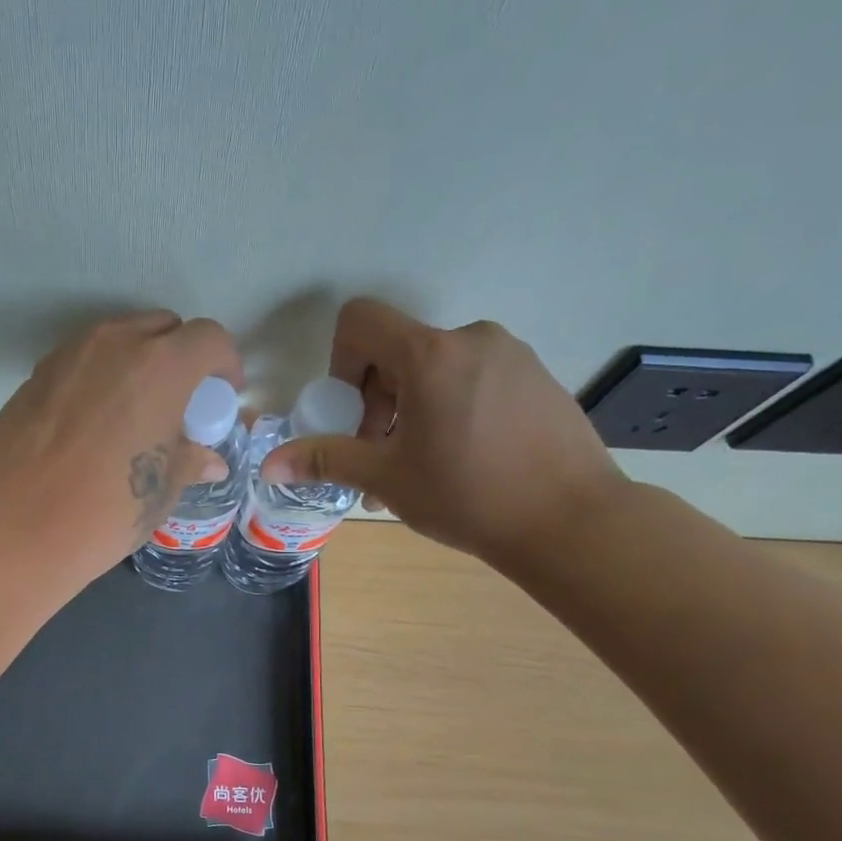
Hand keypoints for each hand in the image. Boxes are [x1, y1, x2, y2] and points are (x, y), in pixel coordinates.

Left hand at [0, 310, 244, 578]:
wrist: (16, 528)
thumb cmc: (105, 511)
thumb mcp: (161, 491)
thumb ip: (190, 461)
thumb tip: (209, 460)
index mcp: (161, 366)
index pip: (209, 338)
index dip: (225, 364)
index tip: (222, 395)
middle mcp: (115, 344)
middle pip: (163, 327)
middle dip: (182, 355)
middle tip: (180, 400)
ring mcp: (69, 355)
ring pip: (118, 338)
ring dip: (138, 361)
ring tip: (135, 410)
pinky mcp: (36, 375)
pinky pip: (82, 360)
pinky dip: (99, 376)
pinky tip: (93, 422)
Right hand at [263, 299, 625, 567]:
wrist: (572, 521)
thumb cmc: (468, 495)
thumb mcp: (386, 478)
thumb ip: (325, 459)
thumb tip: (269, 463)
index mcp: (430, 354)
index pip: (361, 319)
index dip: (341, 361)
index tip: (352, 414)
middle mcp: (471, 339)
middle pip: (397, 350)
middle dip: (375, 400)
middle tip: (381, 456)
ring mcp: (511, 355)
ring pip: (435, 369)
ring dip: (410, 410)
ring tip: (419, 467)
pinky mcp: (537, 377)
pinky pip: (472, 379)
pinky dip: (449, 409)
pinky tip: (462, 460)